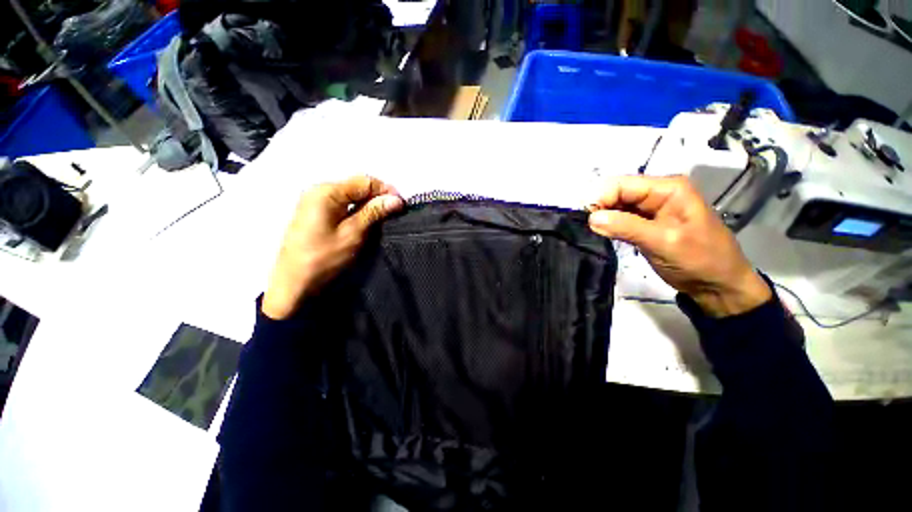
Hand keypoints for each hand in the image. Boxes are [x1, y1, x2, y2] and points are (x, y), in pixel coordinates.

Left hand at [262, 176, 403, 319]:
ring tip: (378, 220)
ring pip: (345, 195)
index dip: (385, 191)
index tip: (402, 206)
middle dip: (374, 197)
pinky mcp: (308, 213)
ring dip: (363, 204)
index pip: (364, 181)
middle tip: (392, 215)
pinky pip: (335, 204)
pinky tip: (358, 223)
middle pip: (354, 186)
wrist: (290, 284)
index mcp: (327, 191)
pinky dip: (349, 211)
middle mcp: (317, 189)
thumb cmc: (321, 260)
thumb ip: (373, 213)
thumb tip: (395, 199)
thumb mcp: (351, 236)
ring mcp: (310, 201)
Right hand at [588, 175, 770, 316]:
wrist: (723, 287)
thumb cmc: (701, 260)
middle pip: (624, 193)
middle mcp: (663, 193)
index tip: (586, 220)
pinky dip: (622, 229)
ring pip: (627, 208)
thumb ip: (628, 227)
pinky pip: (634, 222)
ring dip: (612, 220)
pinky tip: (611, 238)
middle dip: (606, 208)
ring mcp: (661, 211)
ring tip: (597, 236)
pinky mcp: (658, 228)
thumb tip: (591, 218)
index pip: (626, 183)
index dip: (603, 197)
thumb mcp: (665, 243)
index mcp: (669, 187)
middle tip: (589, 231)